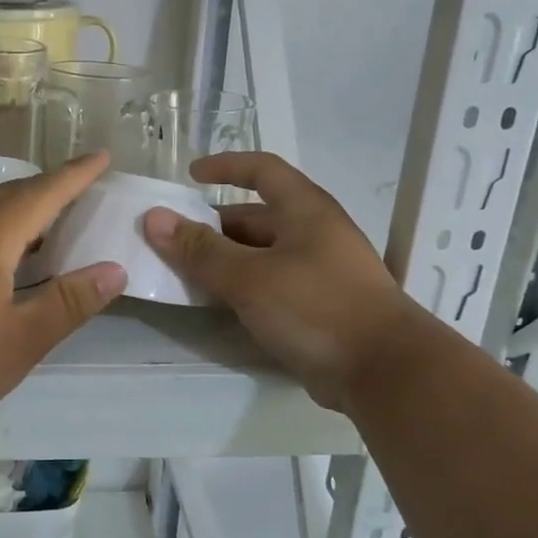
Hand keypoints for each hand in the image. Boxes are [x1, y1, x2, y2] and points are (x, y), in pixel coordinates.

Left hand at [0, 152, 127, 437]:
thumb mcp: (22, 339)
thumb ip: (68, 303)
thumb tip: (114, 271)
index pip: (41, 194)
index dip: (74, 175)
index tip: (101, 157)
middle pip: (8, 197)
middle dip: (47, 188)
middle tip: (80, 188)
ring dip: (19, 211)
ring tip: (48, 224)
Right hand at [142, 152, 416, 411]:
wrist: (383, 371)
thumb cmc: (315, 307)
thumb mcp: (249, 277)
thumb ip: (200, 250)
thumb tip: (154, 218)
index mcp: (304, 210)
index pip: (262, 170)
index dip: (225, 166)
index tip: (190, 176)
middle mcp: (314, 233)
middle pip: (257, 217)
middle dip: (214, 226)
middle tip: (174, 243)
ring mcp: (320, 271)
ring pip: (262, 255)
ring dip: (225, 261)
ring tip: (186, 276)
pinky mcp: (319, 306)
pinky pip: (271, 285)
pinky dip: (243, 288)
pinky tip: (220, 306)